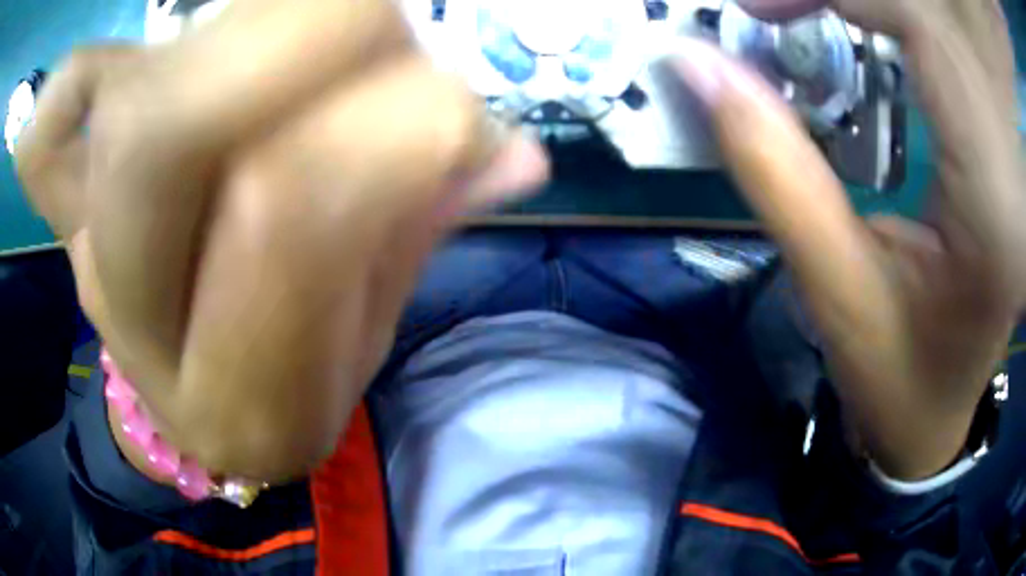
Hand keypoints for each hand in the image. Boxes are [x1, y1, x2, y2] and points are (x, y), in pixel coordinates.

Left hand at [15, 0, 547, 480]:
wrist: (193, 397)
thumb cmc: (284, 383)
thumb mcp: (366, 334)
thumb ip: (423, 226)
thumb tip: (515, 150)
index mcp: (230, 393)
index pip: (288, 210)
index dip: (390, 127)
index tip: (462, 112)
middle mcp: (133, 312)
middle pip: (179, 127)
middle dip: (316, 44)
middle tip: (386, 37)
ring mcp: (82, 239)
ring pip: (136, 97)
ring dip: (258, 30)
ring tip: (314, 44)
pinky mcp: (65, 196)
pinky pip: (48, 127)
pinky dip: (67, 87)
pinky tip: (104, 70)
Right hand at [669, 0, 1023, 477]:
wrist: (942, 409)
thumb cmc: (896, 378)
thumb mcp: (836, 291)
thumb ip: (774, 168)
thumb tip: (701, 67)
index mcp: (991, 205)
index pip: (927, 32)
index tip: (762, 8)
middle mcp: (1011, 164)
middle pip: (935, 15)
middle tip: (783, 8)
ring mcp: (1010, 152)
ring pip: (944, 25)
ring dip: (879, 6)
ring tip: (818, 12)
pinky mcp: (1001, 146)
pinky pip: (952, 49)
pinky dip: (903, 22)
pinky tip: (869, 28)